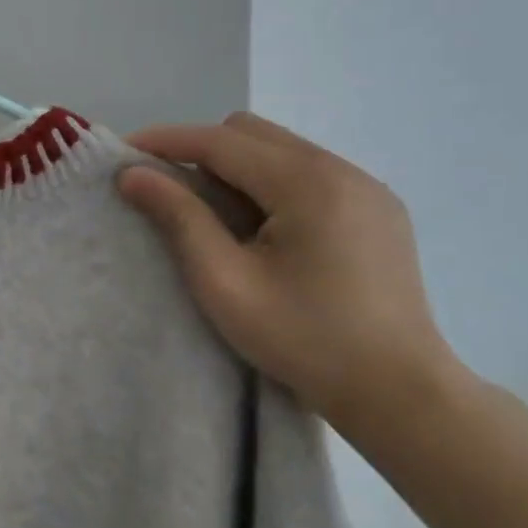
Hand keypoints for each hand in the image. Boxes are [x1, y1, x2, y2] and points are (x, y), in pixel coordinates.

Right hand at [118, 113, 460, 430]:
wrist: (402, 394)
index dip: (166, 141)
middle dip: (202, 151)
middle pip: (251, 133)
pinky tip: (266, 230)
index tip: (124, 152)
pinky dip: (272, 184)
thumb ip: (179, 219)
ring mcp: (367, 187)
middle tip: (173, 194)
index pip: (221, 141)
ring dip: (237, 168)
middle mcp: (341, 169)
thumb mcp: (225, 283)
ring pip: (281, 149)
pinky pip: (309, 172)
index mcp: (307, 183)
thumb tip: (133, 174)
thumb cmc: (305, 341)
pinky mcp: (379, 209)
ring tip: (218, 217)